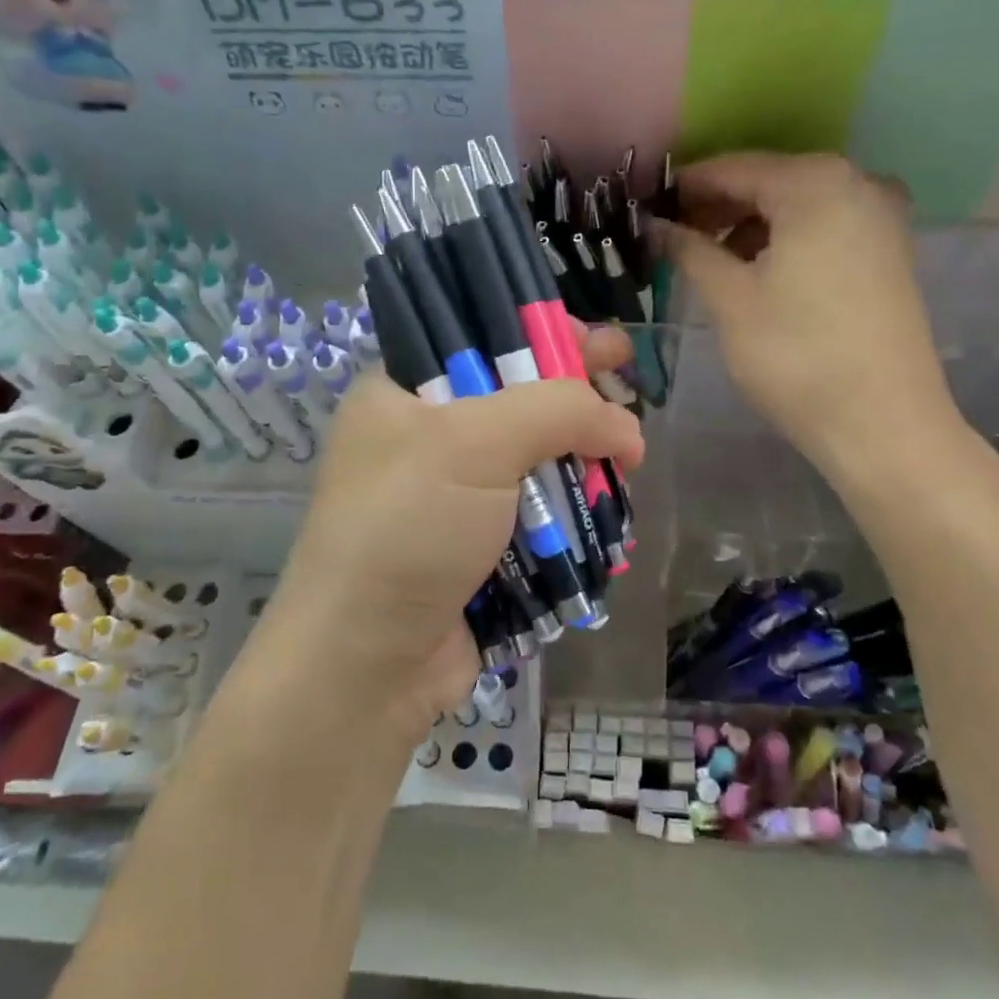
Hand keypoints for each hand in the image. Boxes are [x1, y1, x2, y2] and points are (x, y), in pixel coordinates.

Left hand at [249, 326, 643, 742]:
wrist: (368, 666)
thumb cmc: (409, 529)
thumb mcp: (475, 443)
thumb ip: (558, 411)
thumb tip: (627, 429)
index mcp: (401, 393)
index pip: (478, 339)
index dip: (539, 331)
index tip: (592, 338)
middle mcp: (424, 436)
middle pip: (516, 395)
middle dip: (573, 389)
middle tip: (624, 372)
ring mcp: (453, 494)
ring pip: (534, 455)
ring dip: (581, 452)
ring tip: (630, 447)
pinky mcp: (480, 544)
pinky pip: (538, 508)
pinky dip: (574, 502)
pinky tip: (611, 496)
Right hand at [662, 152, 963, 479]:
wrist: (884, 426)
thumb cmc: (796, 357)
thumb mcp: (730, 299)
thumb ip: (688, 249)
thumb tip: (654, 225)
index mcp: (814, 184)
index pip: (731, 169)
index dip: (682, 188)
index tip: (645, 208)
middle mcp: (856, 182)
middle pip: (767, 181)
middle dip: (715, 206)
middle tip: (670, 237)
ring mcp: (880, 216)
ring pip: (796, 205)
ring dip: (748, 224)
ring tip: (708, 259)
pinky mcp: (890, 250)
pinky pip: (824, 226)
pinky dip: (785, 238)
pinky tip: (756, 270)